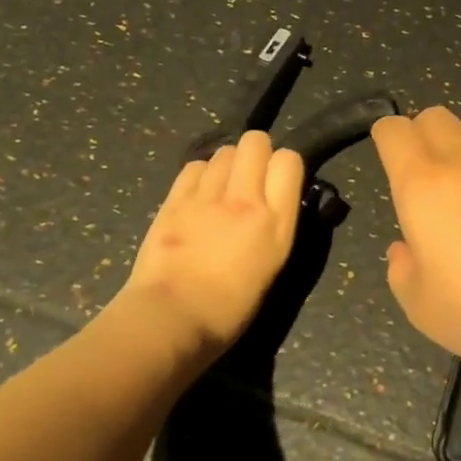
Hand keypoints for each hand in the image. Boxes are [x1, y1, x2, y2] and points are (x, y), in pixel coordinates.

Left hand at [122, 131, 305, 353]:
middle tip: (250, 177)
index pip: (289, 160)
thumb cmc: (230, 308)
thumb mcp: (272, 263)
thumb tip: (272, 201)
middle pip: (255, 141)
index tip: (278, 181)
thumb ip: (276, 223)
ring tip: (222, 187)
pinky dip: (201, 174)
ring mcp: (207, 196)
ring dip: (228, 163)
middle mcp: (245, 199)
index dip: (284, 165)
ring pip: (224, 151)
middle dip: (256, 152)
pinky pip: (194, 166)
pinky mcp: (174, 200)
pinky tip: (199, 194)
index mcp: (276, 222)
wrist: (171, 319)